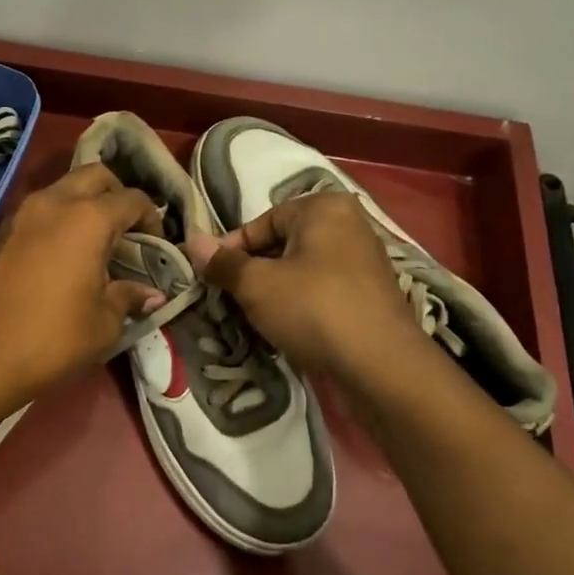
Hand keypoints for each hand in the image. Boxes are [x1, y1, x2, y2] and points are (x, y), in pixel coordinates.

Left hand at [0, 165, 164, 407]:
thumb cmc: (52, 338)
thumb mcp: (104, 323)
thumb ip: (129, 298)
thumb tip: (151, 294)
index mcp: (87, 218)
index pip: (132, 199)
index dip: (152, 219)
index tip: (156, 246)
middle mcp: (54, 202)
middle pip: (95, 176)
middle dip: (117, 195)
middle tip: (127, 231)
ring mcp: (22, 214)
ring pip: (64, 188)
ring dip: (86, 204)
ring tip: (98, 243)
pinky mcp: (2, 232)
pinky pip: (42, 210)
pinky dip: (61, 219)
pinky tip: (67, 255)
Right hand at [184, 192, 415, 376]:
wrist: (381, 366)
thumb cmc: (314, 310)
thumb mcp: (257, 285)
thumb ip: (223, 263)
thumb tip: (192, 240)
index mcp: (324, 208)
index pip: (262, 223)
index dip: (231, 251)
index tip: (212, 279)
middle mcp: (349, 225)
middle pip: (283, 245)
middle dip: (254, 273)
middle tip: (232, 301)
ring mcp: (364, 261)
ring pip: (302, 271)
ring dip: (275, 293)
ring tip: (256, 320)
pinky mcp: (371, 295)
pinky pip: (323, 291)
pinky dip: (302, 306)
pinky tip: (288, 331)